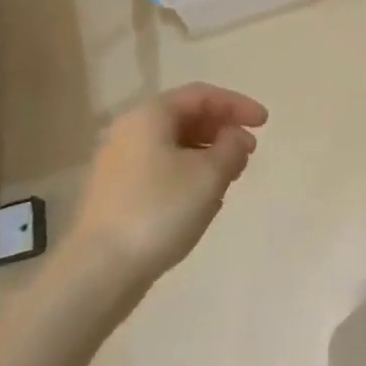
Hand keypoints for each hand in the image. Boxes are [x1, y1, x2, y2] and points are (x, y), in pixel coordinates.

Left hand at [71, 84, 268, 280]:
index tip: (264, 123)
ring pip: (174, 146)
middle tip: (249, 152)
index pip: (201, 96)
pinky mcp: (117, 193)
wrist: (100, 269)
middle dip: (222, 131)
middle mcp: (129, 131)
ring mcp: (119, 164)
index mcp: (150, 116)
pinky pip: (161, 170)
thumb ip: (231, 147)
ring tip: (232, 177)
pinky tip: (205, 199)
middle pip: (186, 118)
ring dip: (208, 155)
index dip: (237, 105)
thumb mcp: (209, 174)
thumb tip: (235, 137)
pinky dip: (189, 174)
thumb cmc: (160, 209)